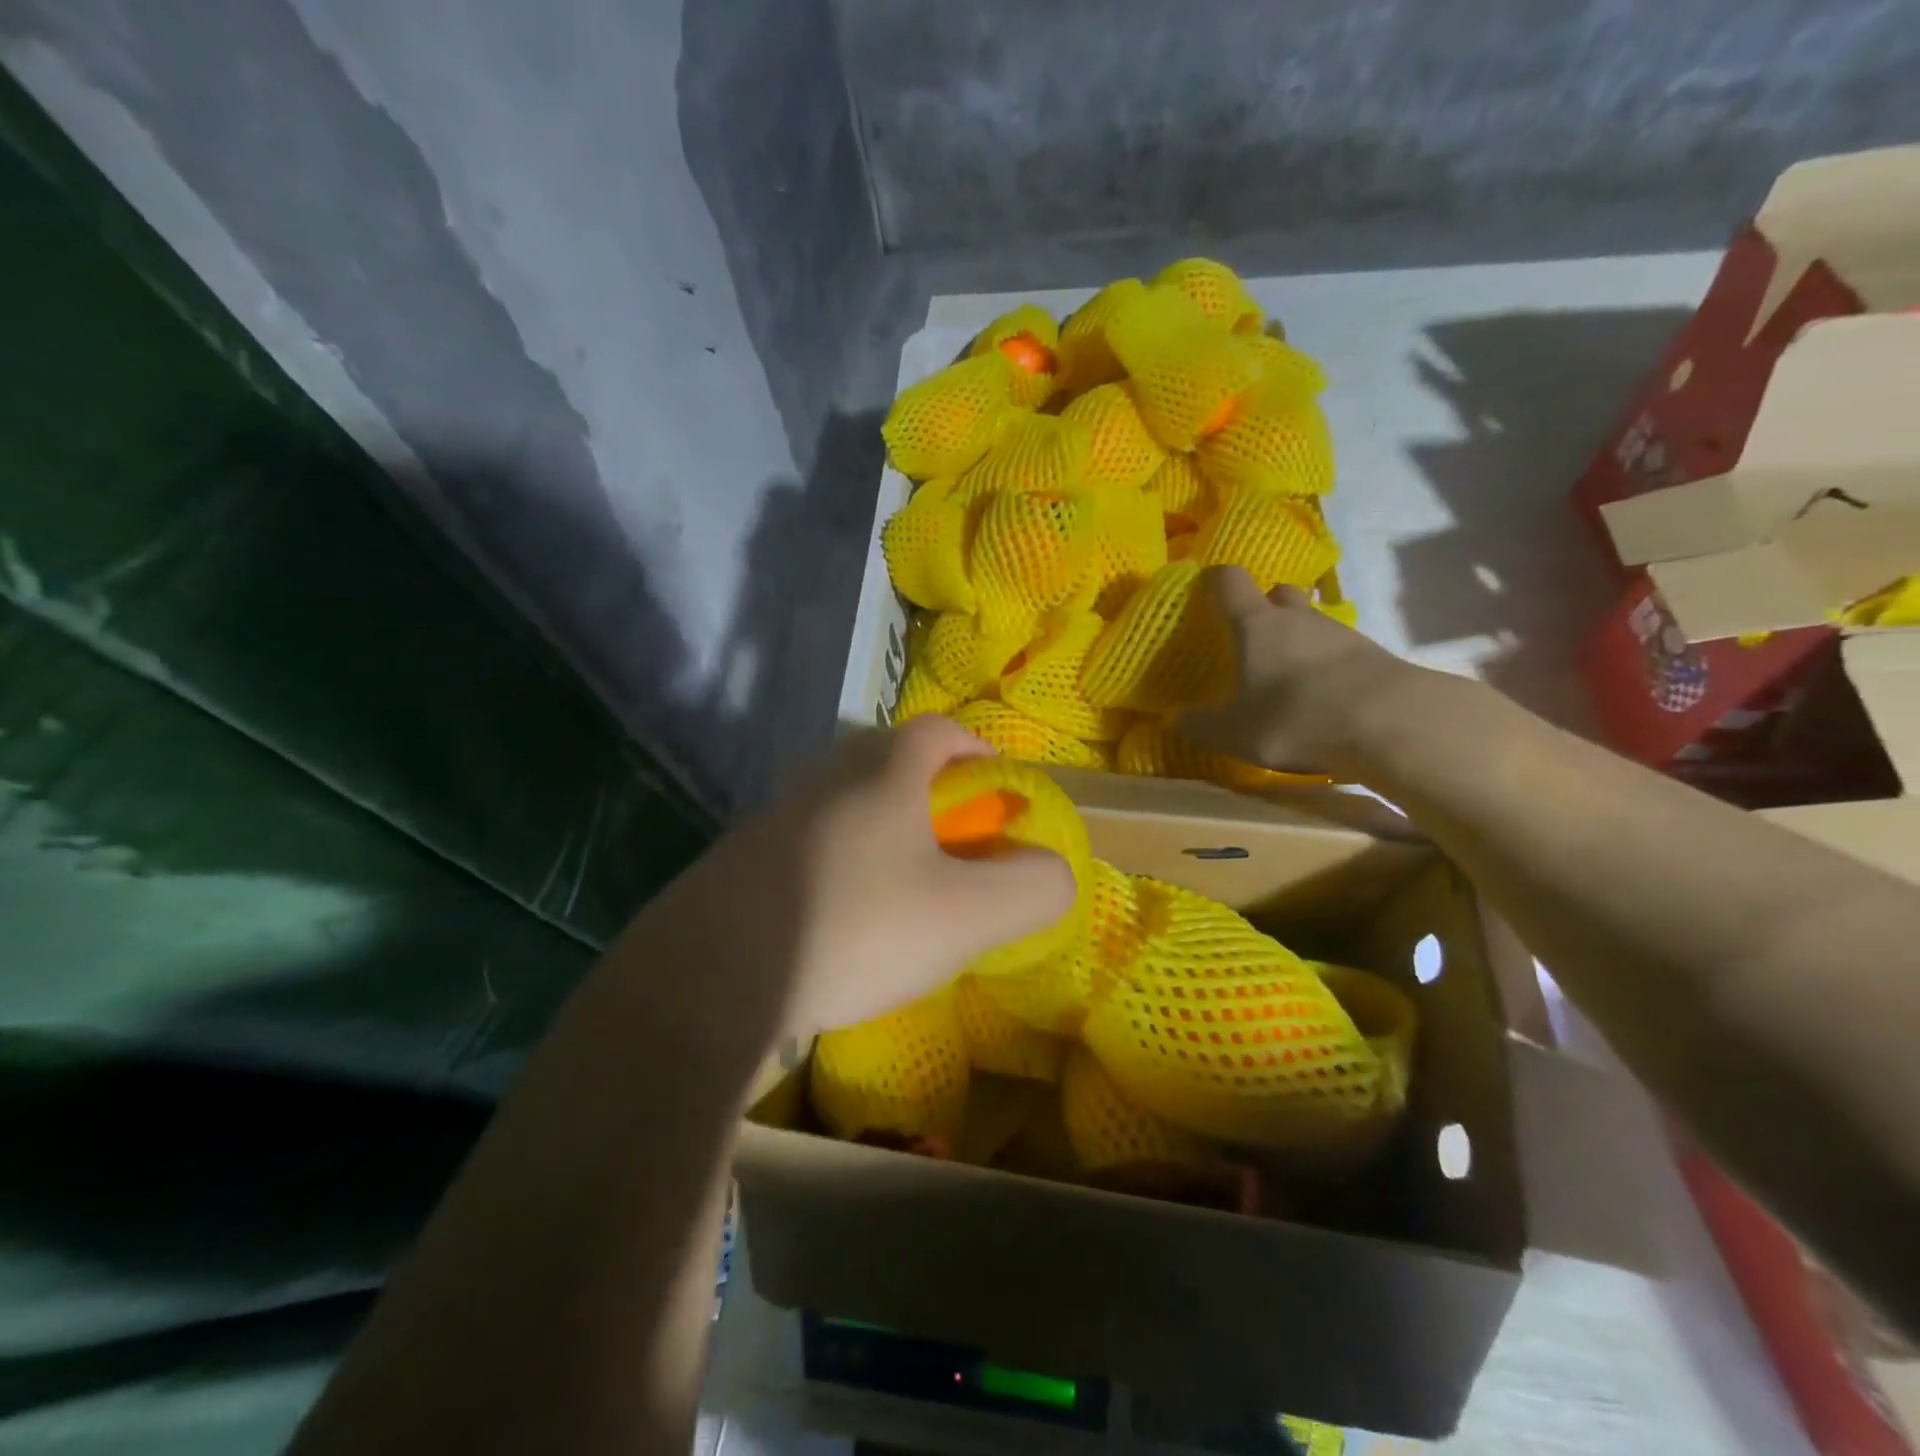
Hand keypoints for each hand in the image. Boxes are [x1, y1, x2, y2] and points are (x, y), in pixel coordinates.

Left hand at [626, 717, 1076, 1041]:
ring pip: (842, 805)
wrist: (711, 978)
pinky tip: (839, 923)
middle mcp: (824, 780)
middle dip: (927, 791)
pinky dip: (835, 867)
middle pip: (885, 760)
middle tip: (949, 844)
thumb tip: (1055, 872)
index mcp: (882, 773)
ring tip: (900, 889)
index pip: (939, 731)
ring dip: (878, 830)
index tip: (995, 789)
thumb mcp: (968, 915)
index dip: (976, 751)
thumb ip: (1029, 888)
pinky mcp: (737, 863)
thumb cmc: (856, 927)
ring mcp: (773, 819)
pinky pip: (805, 848)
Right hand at [1181, 566, 1428, 776]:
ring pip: (1311, 622)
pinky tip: (1322, 695)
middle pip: (1278, 593)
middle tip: (1251, 637)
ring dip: (1297, 639)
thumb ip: (1200, 725)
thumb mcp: (1233, 733)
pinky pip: (1339, 650)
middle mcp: (1297, 618)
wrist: (1391, 724)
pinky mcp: (1374, 656)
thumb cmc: (1294, 718)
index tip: (1206, 591)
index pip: (1230, 581)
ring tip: (1287, 675)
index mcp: (1256, 624)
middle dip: (1264, 607)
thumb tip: (1176, 719)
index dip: (1216, 581)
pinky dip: (1326, 665)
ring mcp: (1341, 633)